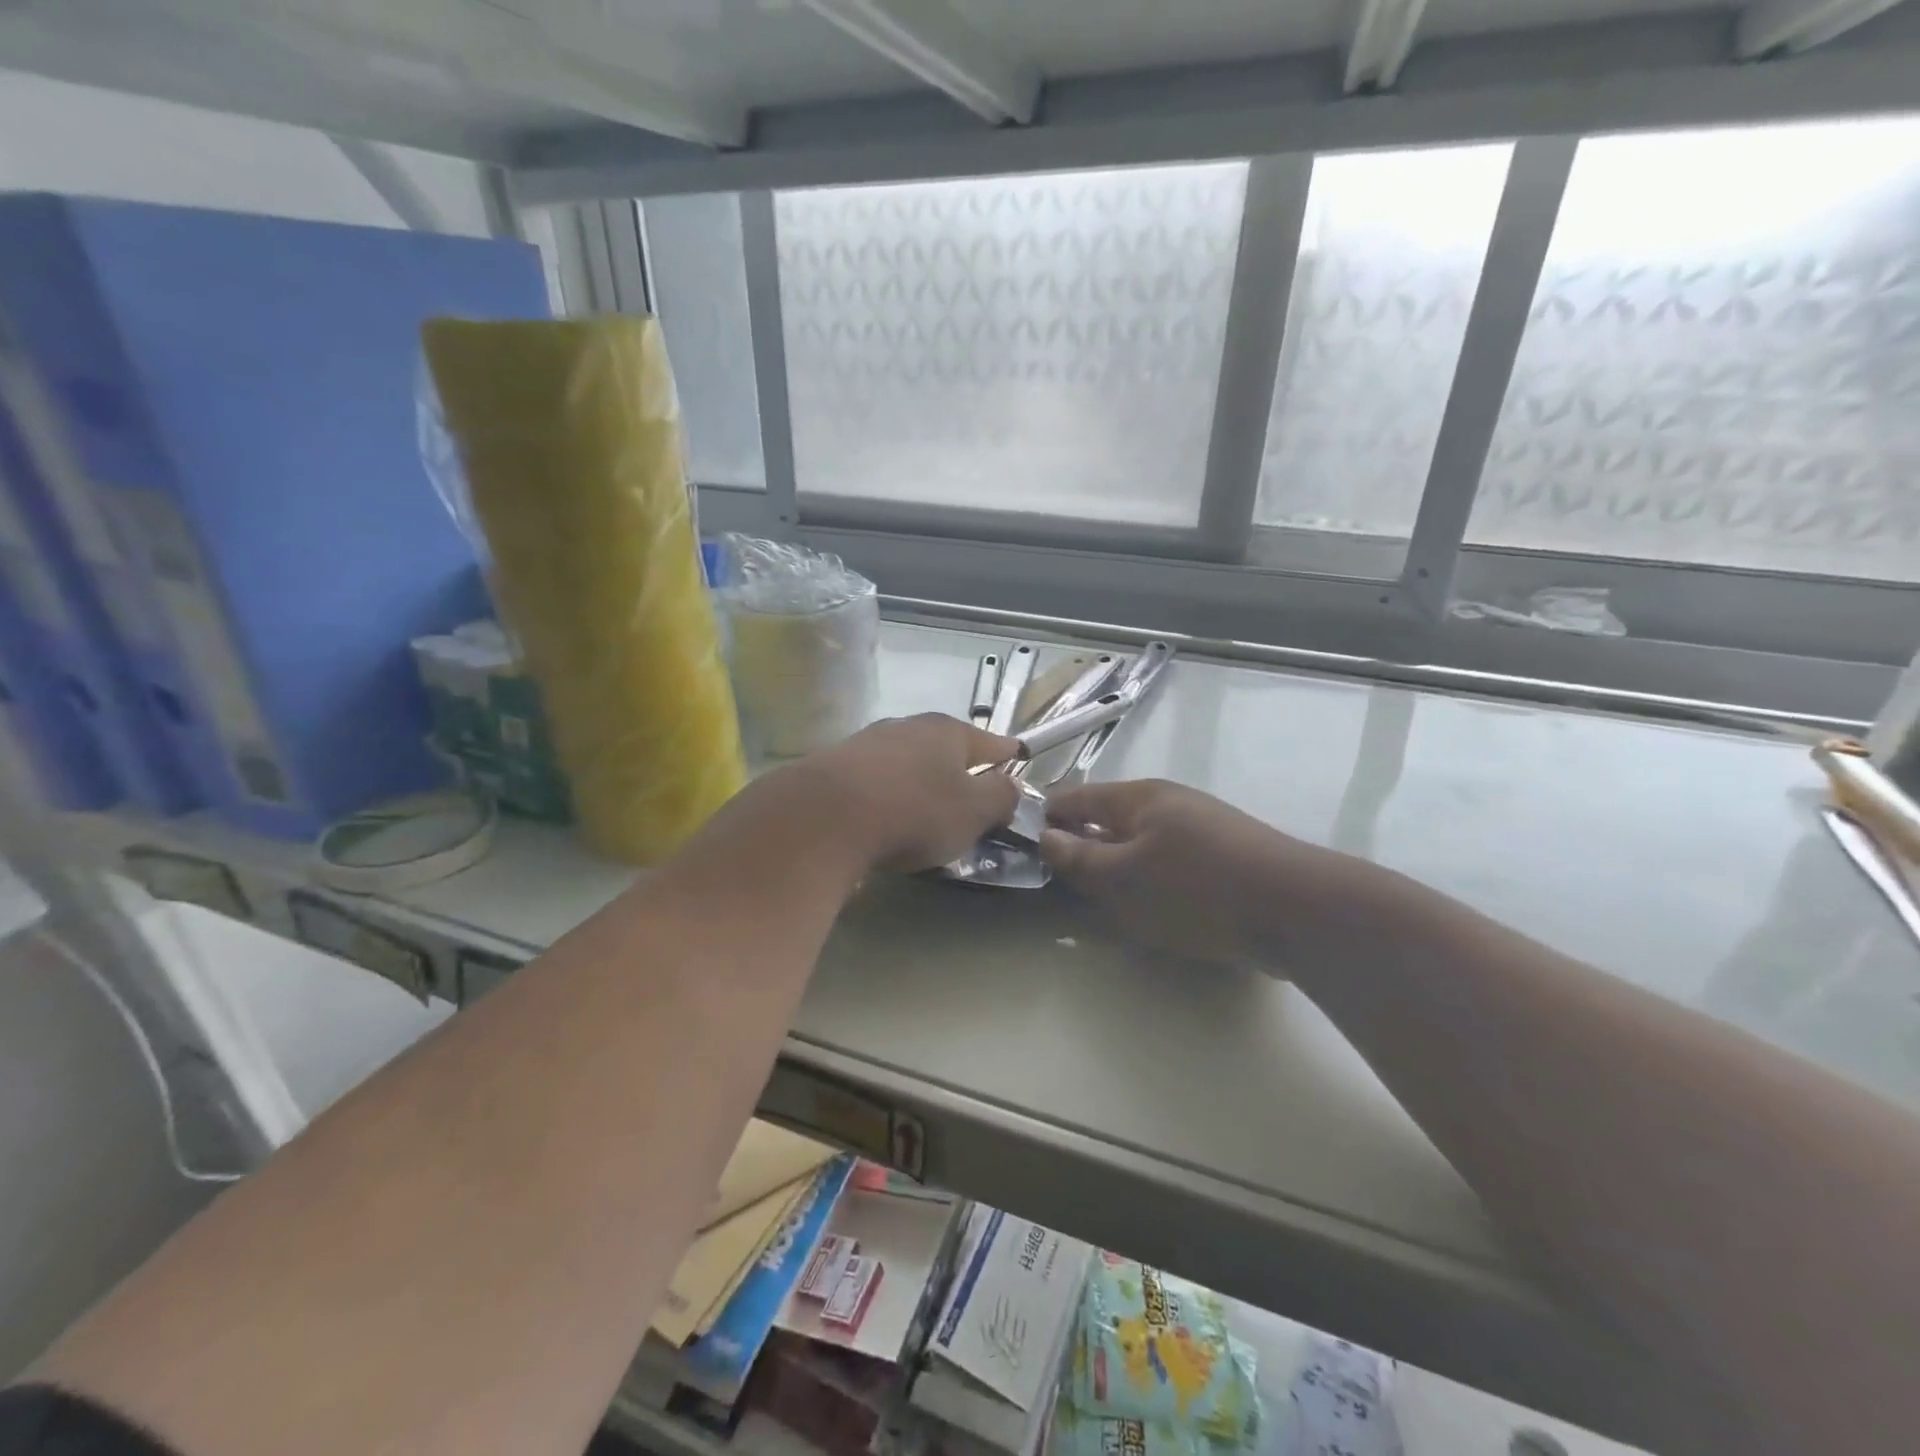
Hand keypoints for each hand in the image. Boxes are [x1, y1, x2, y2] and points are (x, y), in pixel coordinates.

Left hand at [800, 714, 1021, 872]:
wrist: (824, 817)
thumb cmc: (914, 810)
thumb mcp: (973, 812)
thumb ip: (1000, 797)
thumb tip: (1010, 786)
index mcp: (947, 731)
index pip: (989, 741)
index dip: (1006, 752)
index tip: (1017, 756)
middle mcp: (907, 726)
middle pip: (944, 747)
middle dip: (959, 767)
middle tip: (970, 793)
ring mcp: (867, 743)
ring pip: (906, 760)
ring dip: (919, 779)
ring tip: (925, 808)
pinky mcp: (834, 767)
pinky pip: (875, 779)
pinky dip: (886, 793)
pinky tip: (884, 814)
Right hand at [1040, 779, 1366, 966]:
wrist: (1298, 911)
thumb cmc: (1196, 889)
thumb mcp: (1123, 879)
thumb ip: (1078, 858)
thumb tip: (1045, 835)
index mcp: (1138, 797)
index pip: (1074, 797)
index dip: (1044, 818)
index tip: (1019, 846)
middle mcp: (1168, 803)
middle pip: (1107, 819)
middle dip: (1081, 849)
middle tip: (1061, 887)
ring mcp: (1199, 827)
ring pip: (1138, 844)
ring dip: (1116, 869)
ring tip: (1104, 904)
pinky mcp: (1223, 856)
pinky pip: (1168, 862)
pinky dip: (1150, 881)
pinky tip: (1153, 909)